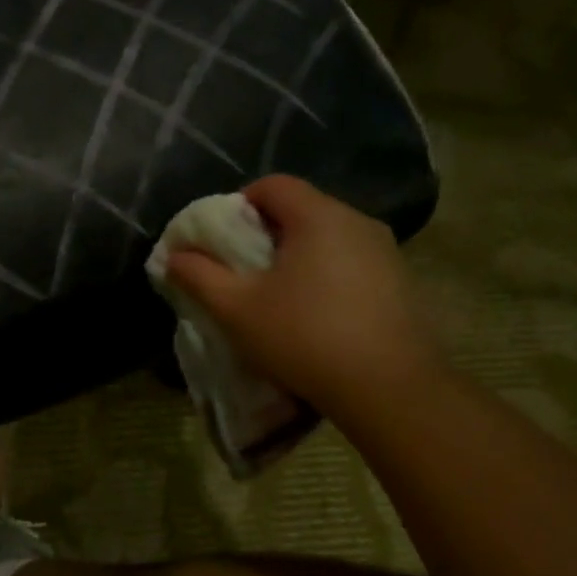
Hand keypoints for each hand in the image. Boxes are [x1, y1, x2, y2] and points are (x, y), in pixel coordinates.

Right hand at [166, 175, 447, 422]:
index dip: (239, 203)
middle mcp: (358, 222)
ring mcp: (387, 252)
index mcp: (319, 216)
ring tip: (278, 297)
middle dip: (266, 233)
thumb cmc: (305, 338)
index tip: (224, 240)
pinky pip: (352, 263)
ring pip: (328, 238)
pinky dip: (326, 276)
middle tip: (243, 270)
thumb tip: (174, 255)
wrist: (391, 391)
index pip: (273, 184)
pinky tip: (317, 317)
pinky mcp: (402, 283)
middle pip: (301, 209)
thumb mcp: (236, 309)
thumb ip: (199, 275)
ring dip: (297, 257)